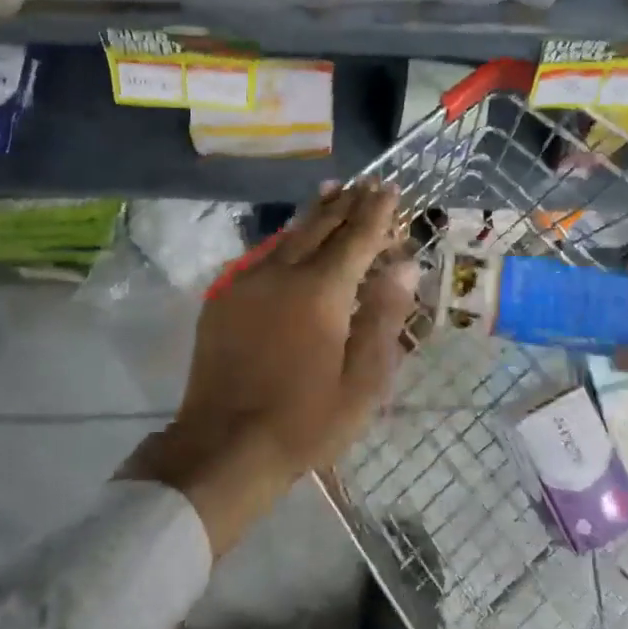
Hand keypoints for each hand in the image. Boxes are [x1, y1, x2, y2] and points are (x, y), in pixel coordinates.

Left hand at [122, 183, 417, 555]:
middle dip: (346, 202)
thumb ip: (383, 317)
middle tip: (365, 183)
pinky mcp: (224, 298)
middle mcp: (282, 273)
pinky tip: (292, 236)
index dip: (376, 212)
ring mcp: (247, 282)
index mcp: (321, 291)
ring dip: (315, 212)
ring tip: (333, 191)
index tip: (389, 188)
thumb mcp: (362, 382)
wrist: (224, 445)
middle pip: (320, 225)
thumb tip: (403, 265)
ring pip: (288, 234)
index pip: (355, 237)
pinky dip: (286, 239)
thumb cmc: (305, 421)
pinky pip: (262, 255)